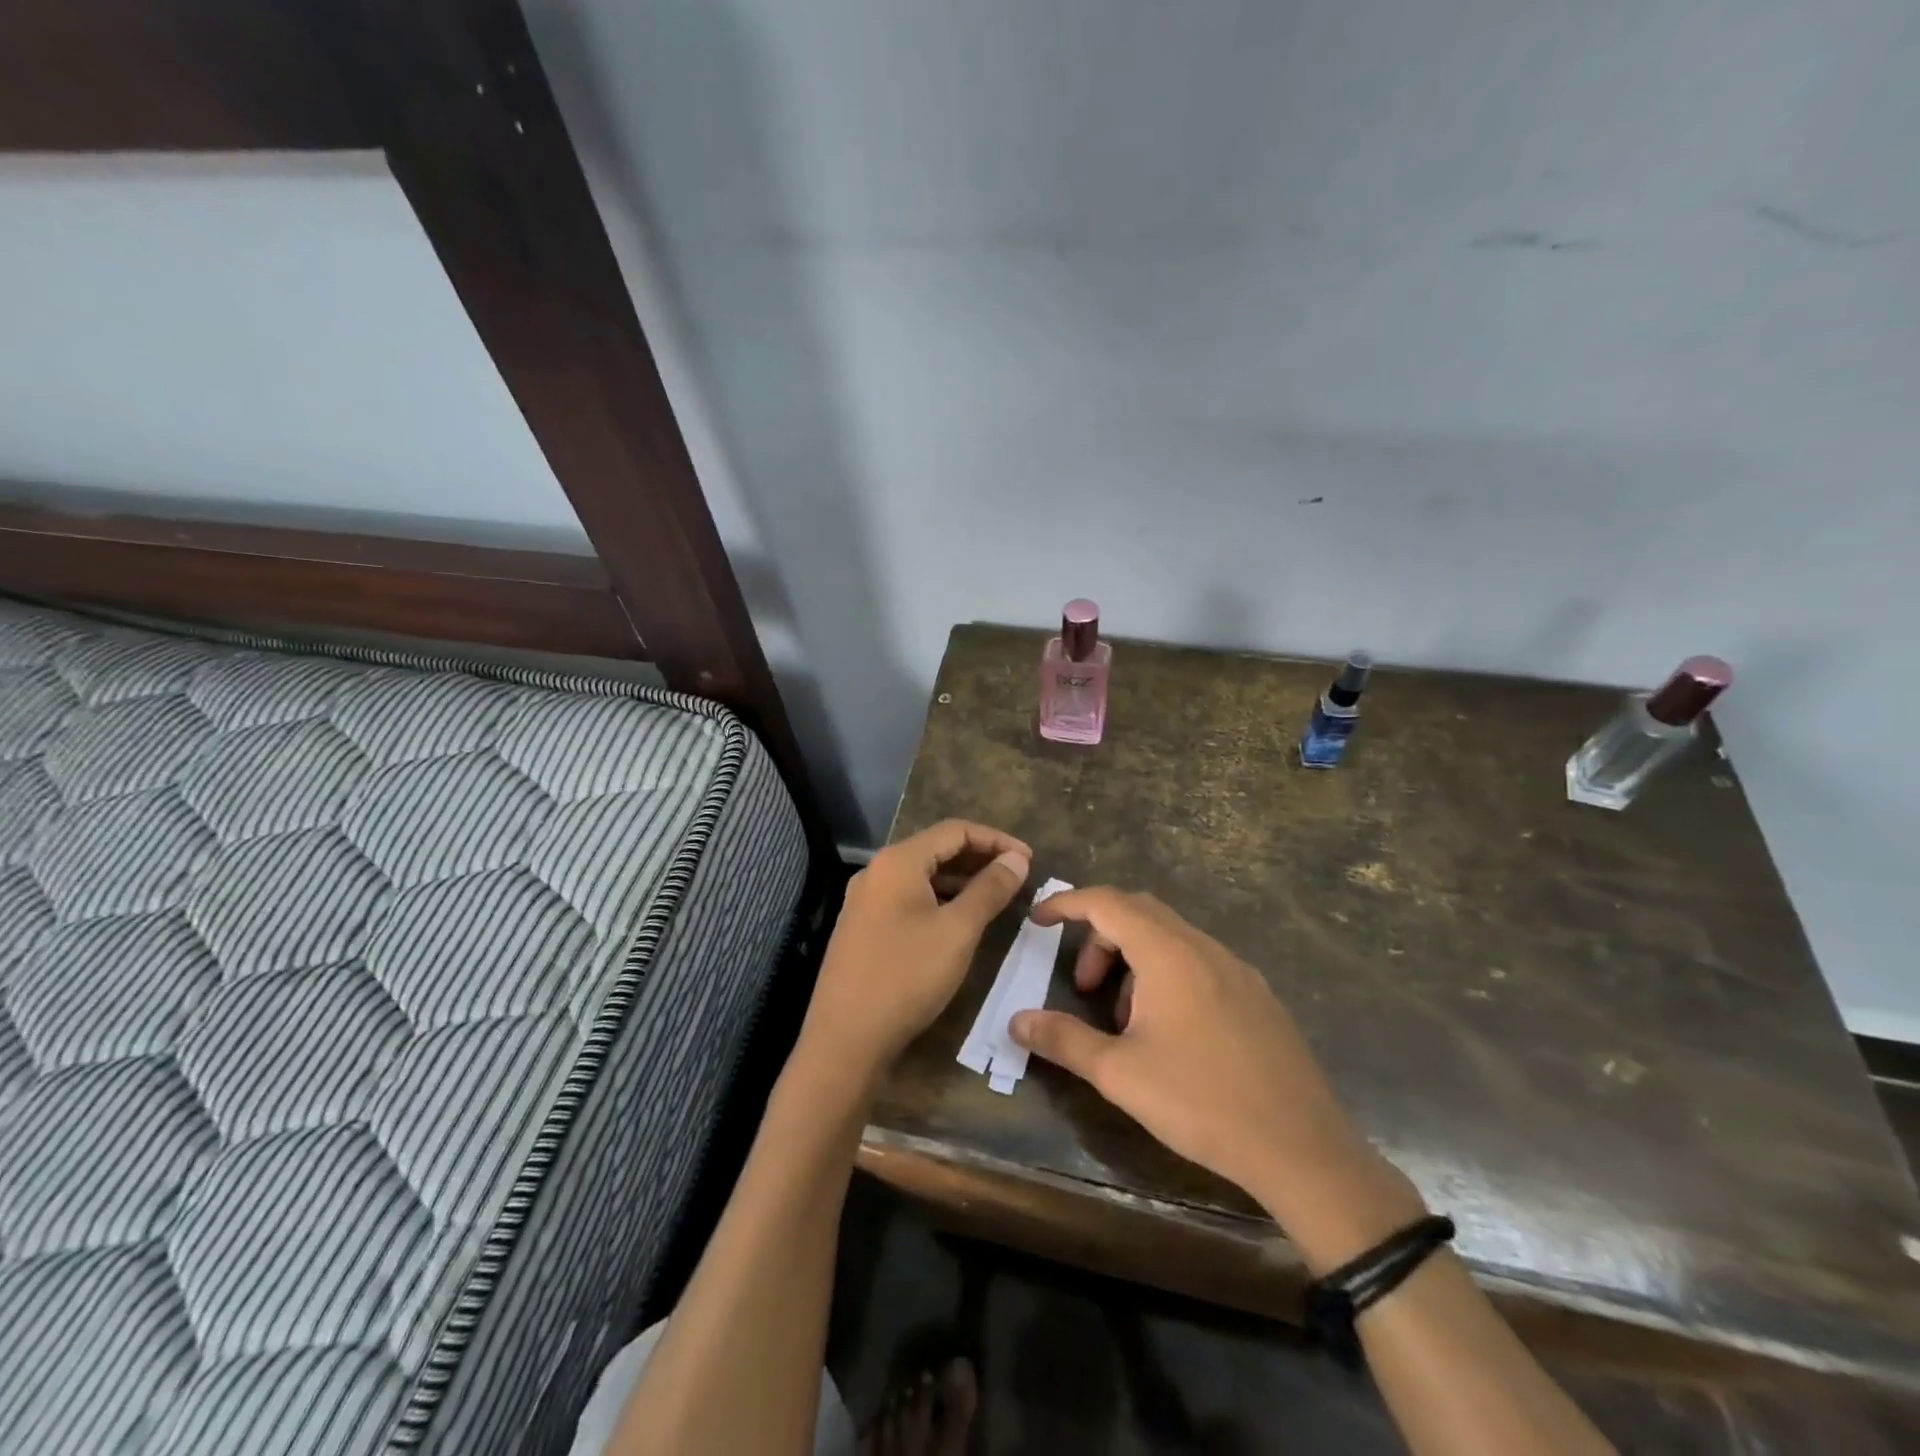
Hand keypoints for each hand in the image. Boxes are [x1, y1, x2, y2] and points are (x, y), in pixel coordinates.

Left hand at [799, 821, 1030, 1087]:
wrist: (844, 1039)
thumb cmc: (906, 977)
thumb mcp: (958, 931)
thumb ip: (990, 889)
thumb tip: (1017, 858)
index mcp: (898, 861)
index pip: (955, 830)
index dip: (996, 840)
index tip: (1030, 860)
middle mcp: (877, 871)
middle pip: (936, 850)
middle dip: (980, 859)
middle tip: (1018, 878)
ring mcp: (866, 901)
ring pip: (922, 877)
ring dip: (961, 882)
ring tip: (997, 899)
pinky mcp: (864, 928)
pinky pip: (909, 899)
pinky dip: (940, 901)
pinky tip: (961, 922)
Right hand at [1009, 888, 1423, 1261]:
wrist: (1303, 1149)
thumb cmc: (1202, 1102)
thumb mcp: (1120, 1074)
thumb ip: (1063, 1040)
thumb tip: (1016, 1021)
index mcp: (1169, 953)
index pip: (1107, 902)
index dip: (1067, 904)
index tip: (1037, 919)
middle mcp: (1204, 948)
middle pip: (1139, 913)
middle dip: (1099, 937)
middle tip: (1081, 984)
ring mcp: (1237, 969)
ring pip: (1171, 938)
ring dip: (1134, 959)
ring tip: (1122, 1019)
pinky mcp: (1257, 996)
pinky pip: (1198, 962)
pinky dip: (1165, 974)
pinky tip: (1167, 1032)